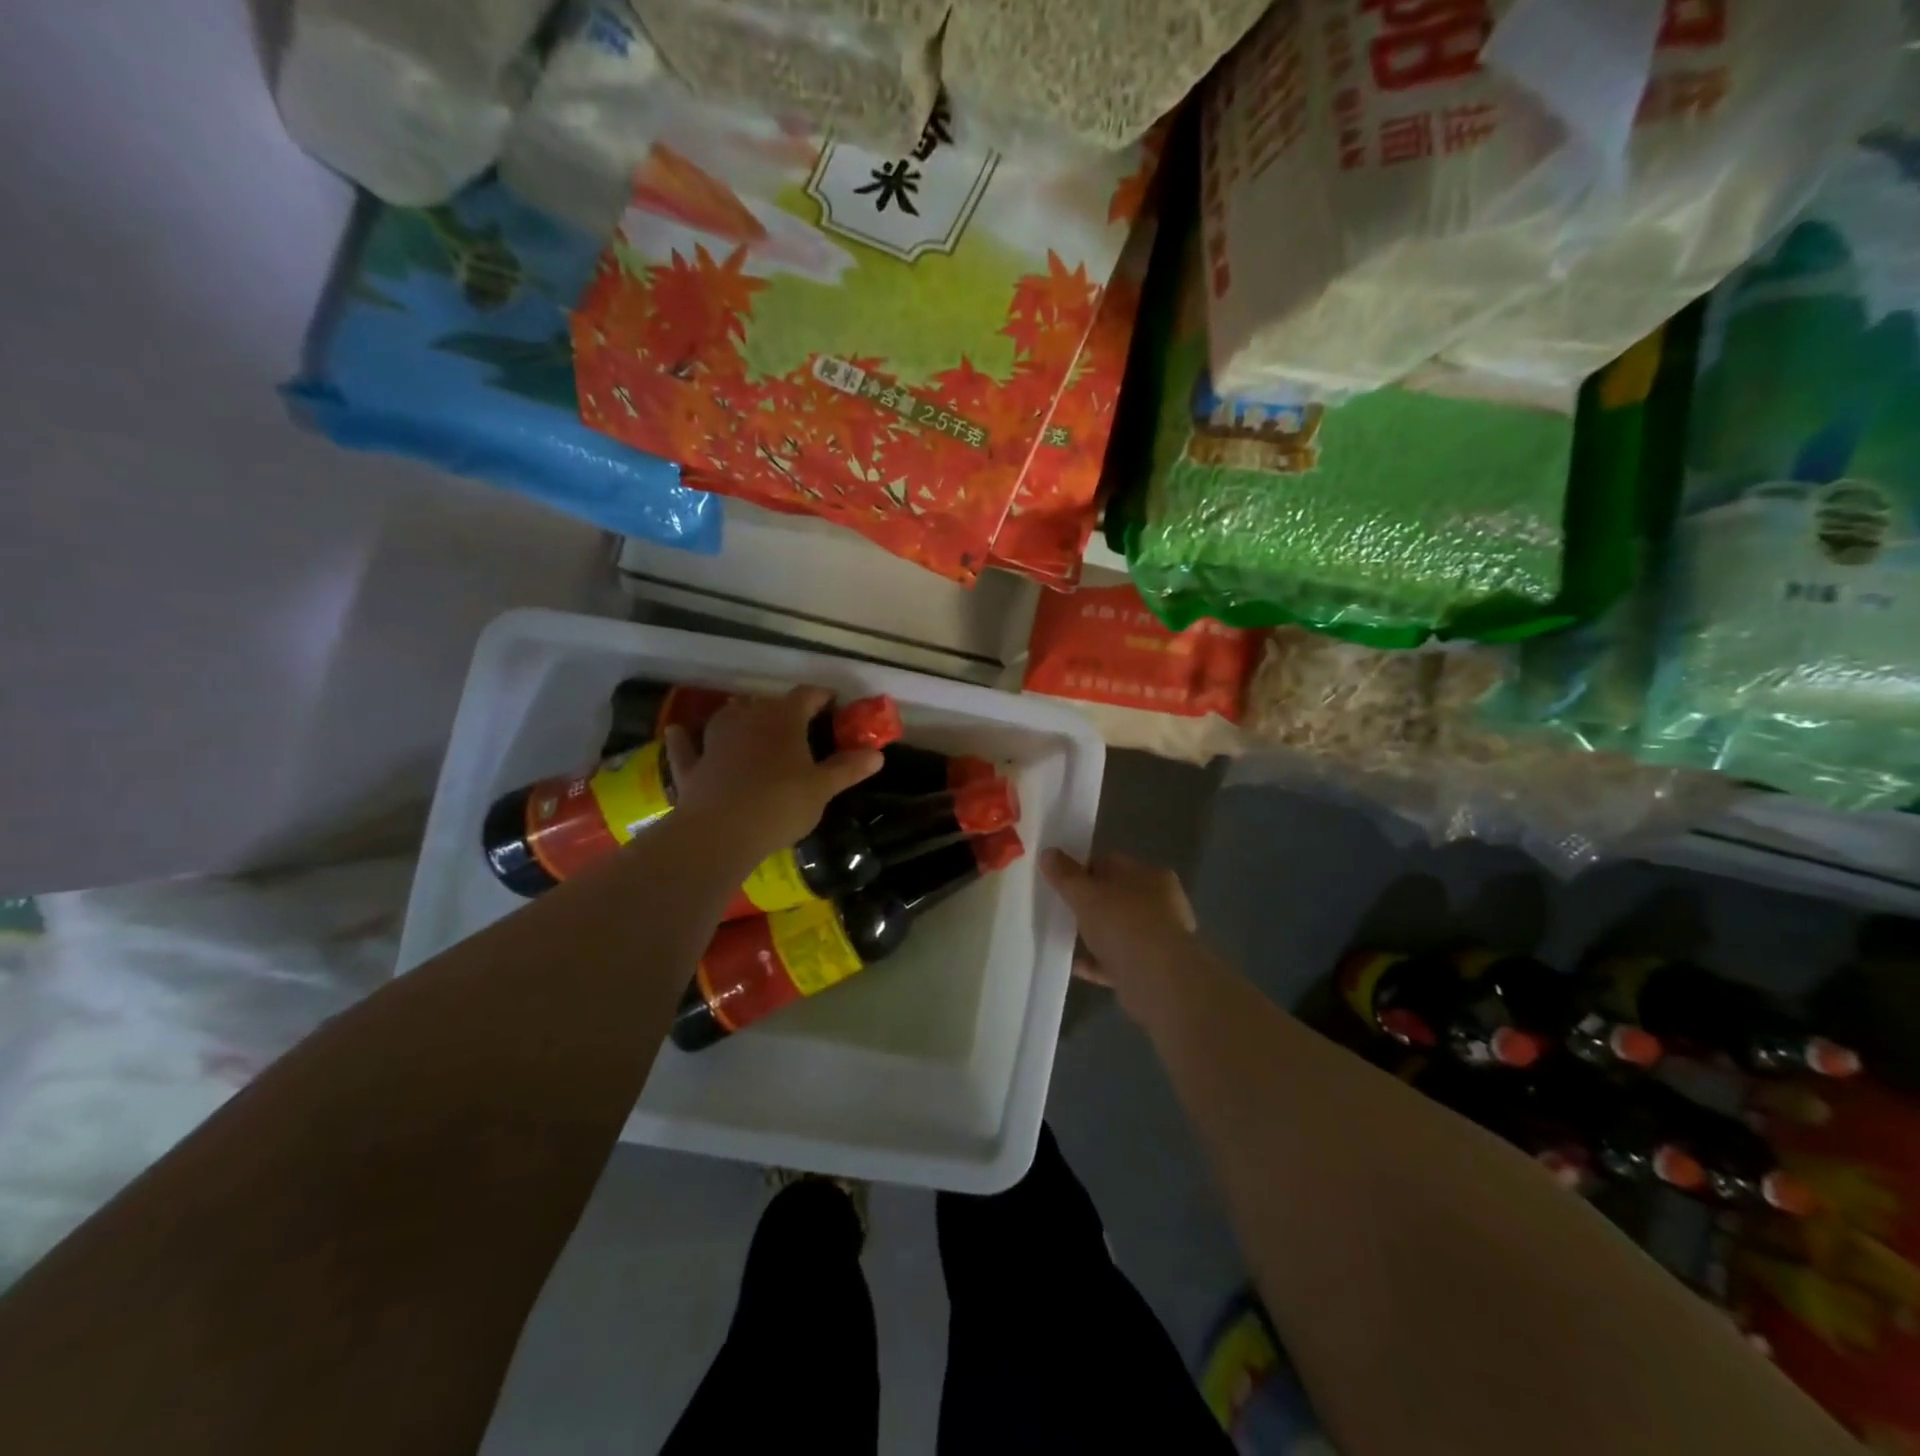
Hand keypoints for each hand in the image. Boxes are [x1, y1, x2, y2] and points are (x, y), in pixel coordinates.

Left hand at [663, 687, 881, 863]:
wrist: (722, 831)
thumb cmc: (781, 803)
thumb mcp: (823, 788)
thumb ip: (848, 768)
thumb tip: (877, 754)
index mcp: (784, 719)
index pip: (807, 696)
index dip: (821, 697)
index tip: (833, 704)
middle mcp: (747, 719)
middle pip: (767, 704)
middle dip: (783, 710)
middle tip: (798, 725)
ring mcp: (715, 740)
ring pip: (727, 717)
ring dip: (739, 716)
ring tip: (749, 721)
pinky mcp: (692, 766)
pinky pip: (685, 747)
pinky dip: (684, 739)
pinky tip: (679, 731)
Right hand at [1040, 850, 1208, 1018]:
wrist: (1159, 981)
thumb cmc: (1123, 924)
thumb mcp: (1086, 895)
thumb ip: (1065, 875)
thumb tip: (1048, 852)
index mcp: (1149, 875)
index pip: (1112, 862)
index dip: (1084, 869)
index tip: (1061, 881)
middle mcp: (1160, 902)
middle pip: (1117, 896)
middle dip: (1091, 903)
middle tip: (1062, 910)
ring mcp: (1159, 936)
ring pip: (1120, 929)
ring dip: (1096, 933)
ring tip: (1067, 937)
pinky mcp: (1154, 968)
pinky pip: (1120, 960)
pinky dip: (1099, 962)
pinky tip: (1076, 966)